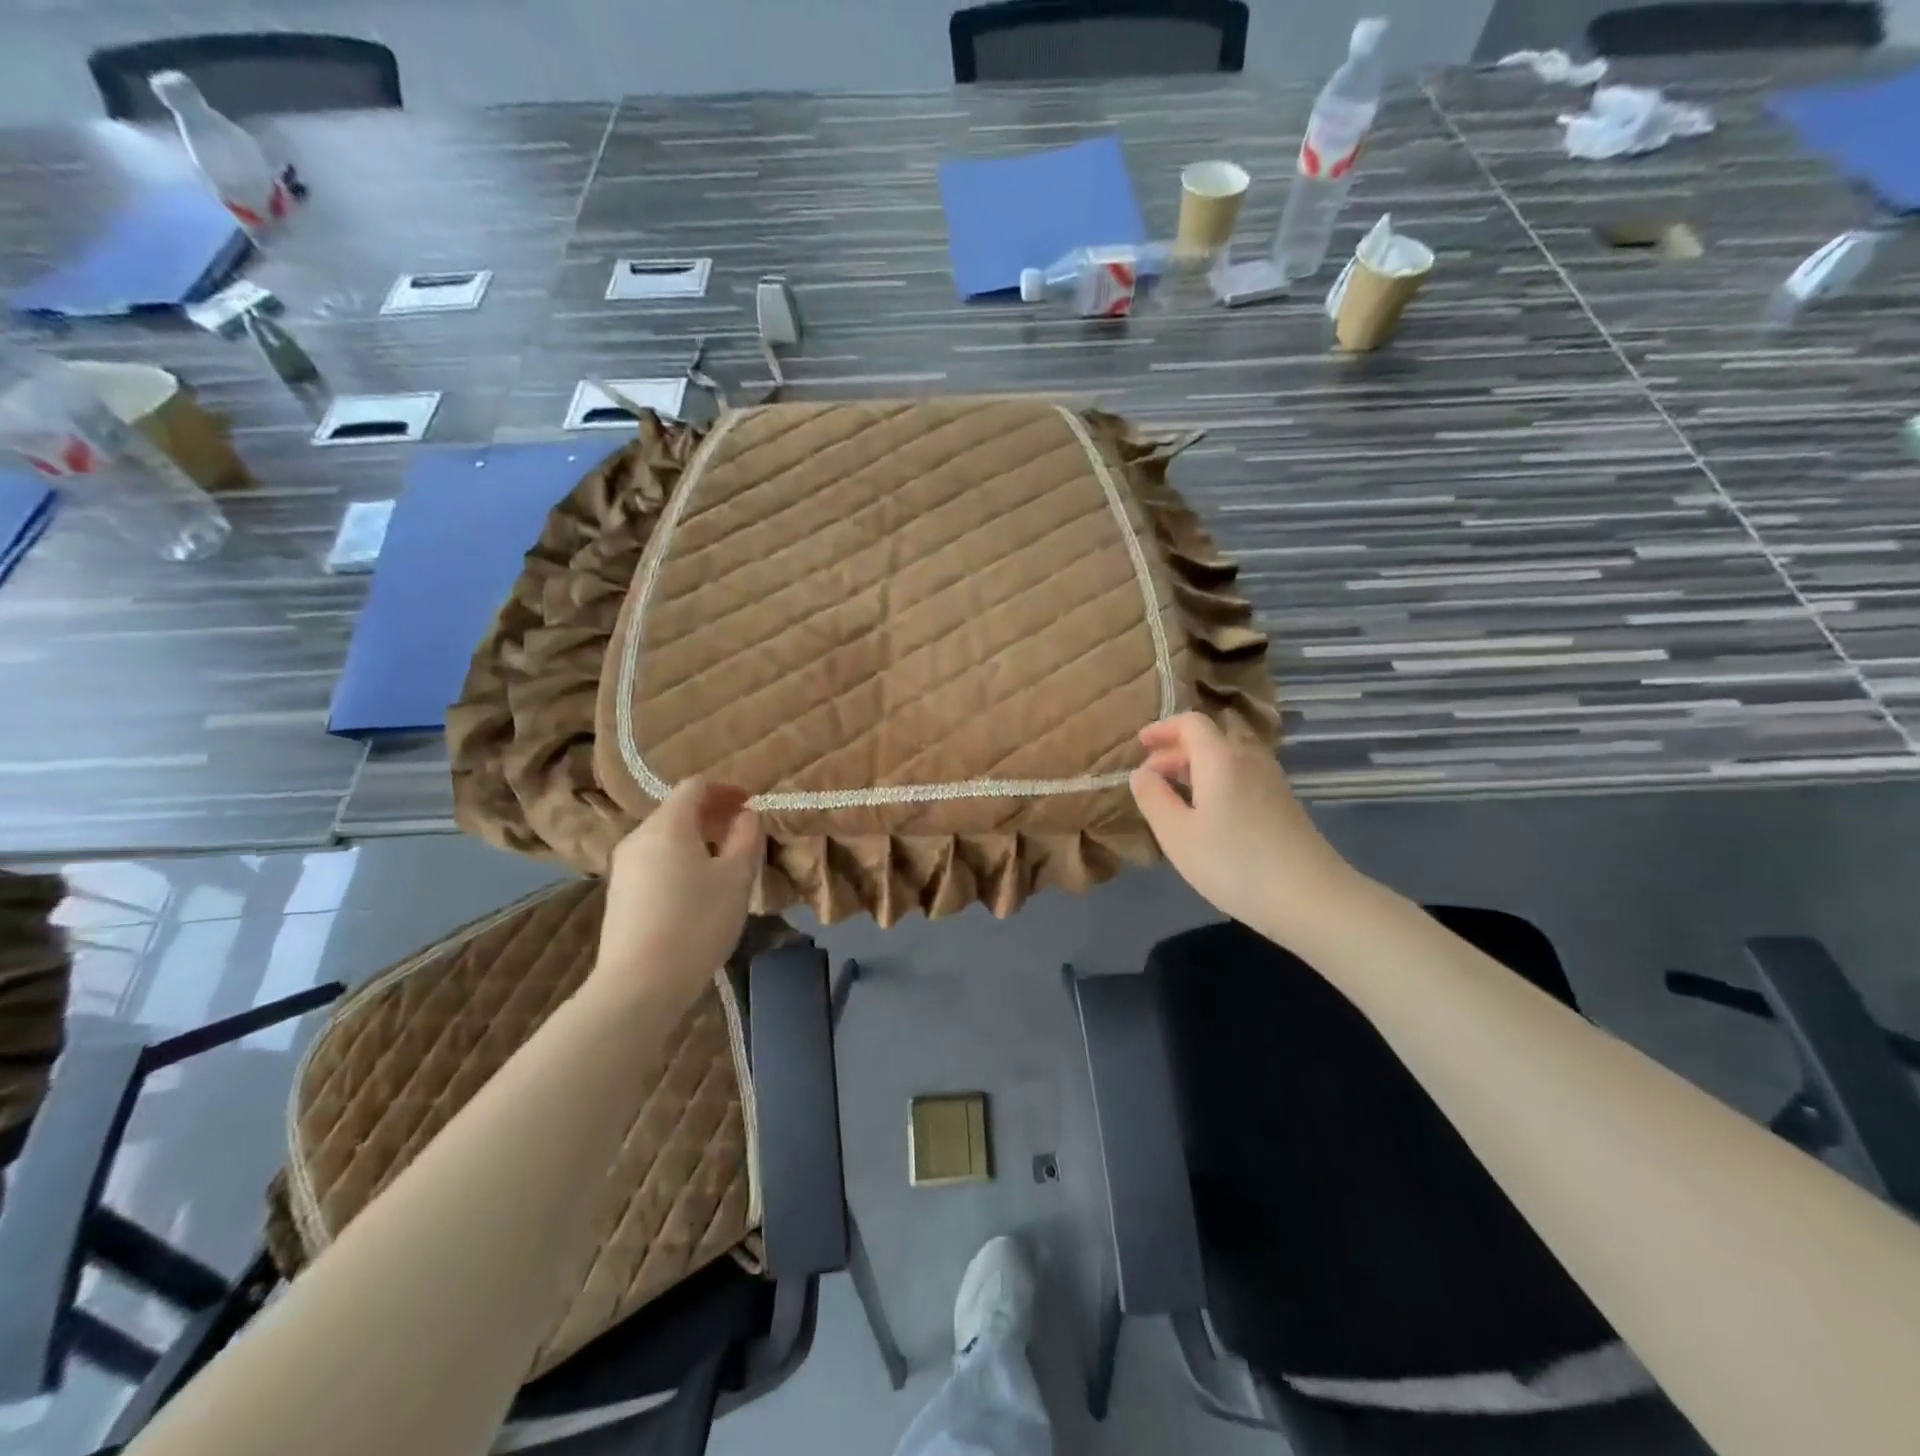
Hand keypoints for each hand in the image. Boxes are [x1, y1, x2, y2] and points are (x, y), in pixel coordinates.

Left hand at [586, 777, 763, 1009]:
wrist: (639, 985)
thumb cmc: (696, 923)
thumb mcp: (736, 878)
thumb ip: (746, 838)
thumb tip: (746, 814)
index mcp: (667, 825)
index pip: (695, 786)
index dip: (726, 789)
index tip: (750, 804)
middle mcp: (638, 837)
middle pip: (677, 810)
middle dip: (713, 815)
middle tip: (743, 834)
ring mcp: (623, 867)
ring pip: (665, 837)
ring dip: (697, 839)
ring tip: (724, 863)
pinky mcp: (619, 894)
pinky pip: (654, 861)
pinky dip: (679, 859)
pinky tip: (697, 890)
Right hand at [1130, 713, 1356, 940]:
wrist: (1310, 897)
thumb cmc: (1233, 862)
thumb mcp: (1177, 834)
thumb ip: (1153, 798)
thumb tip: (1141, 773)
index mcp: (1220, 758)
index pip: (1191, 723)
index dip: (1162, 728)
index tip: (1139, 744)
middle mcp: (1249, 758)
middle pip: (1211, 737)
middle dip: (1176, 750)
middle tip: (1151, 775)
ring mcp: (1271, 780)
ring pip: (1228, 757)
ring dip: (1197, 766)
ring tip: (1175, 793)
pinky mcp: (1283, 802)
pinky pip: (1242, 774)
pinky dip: (1217, 780)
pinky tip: (1207, 812)